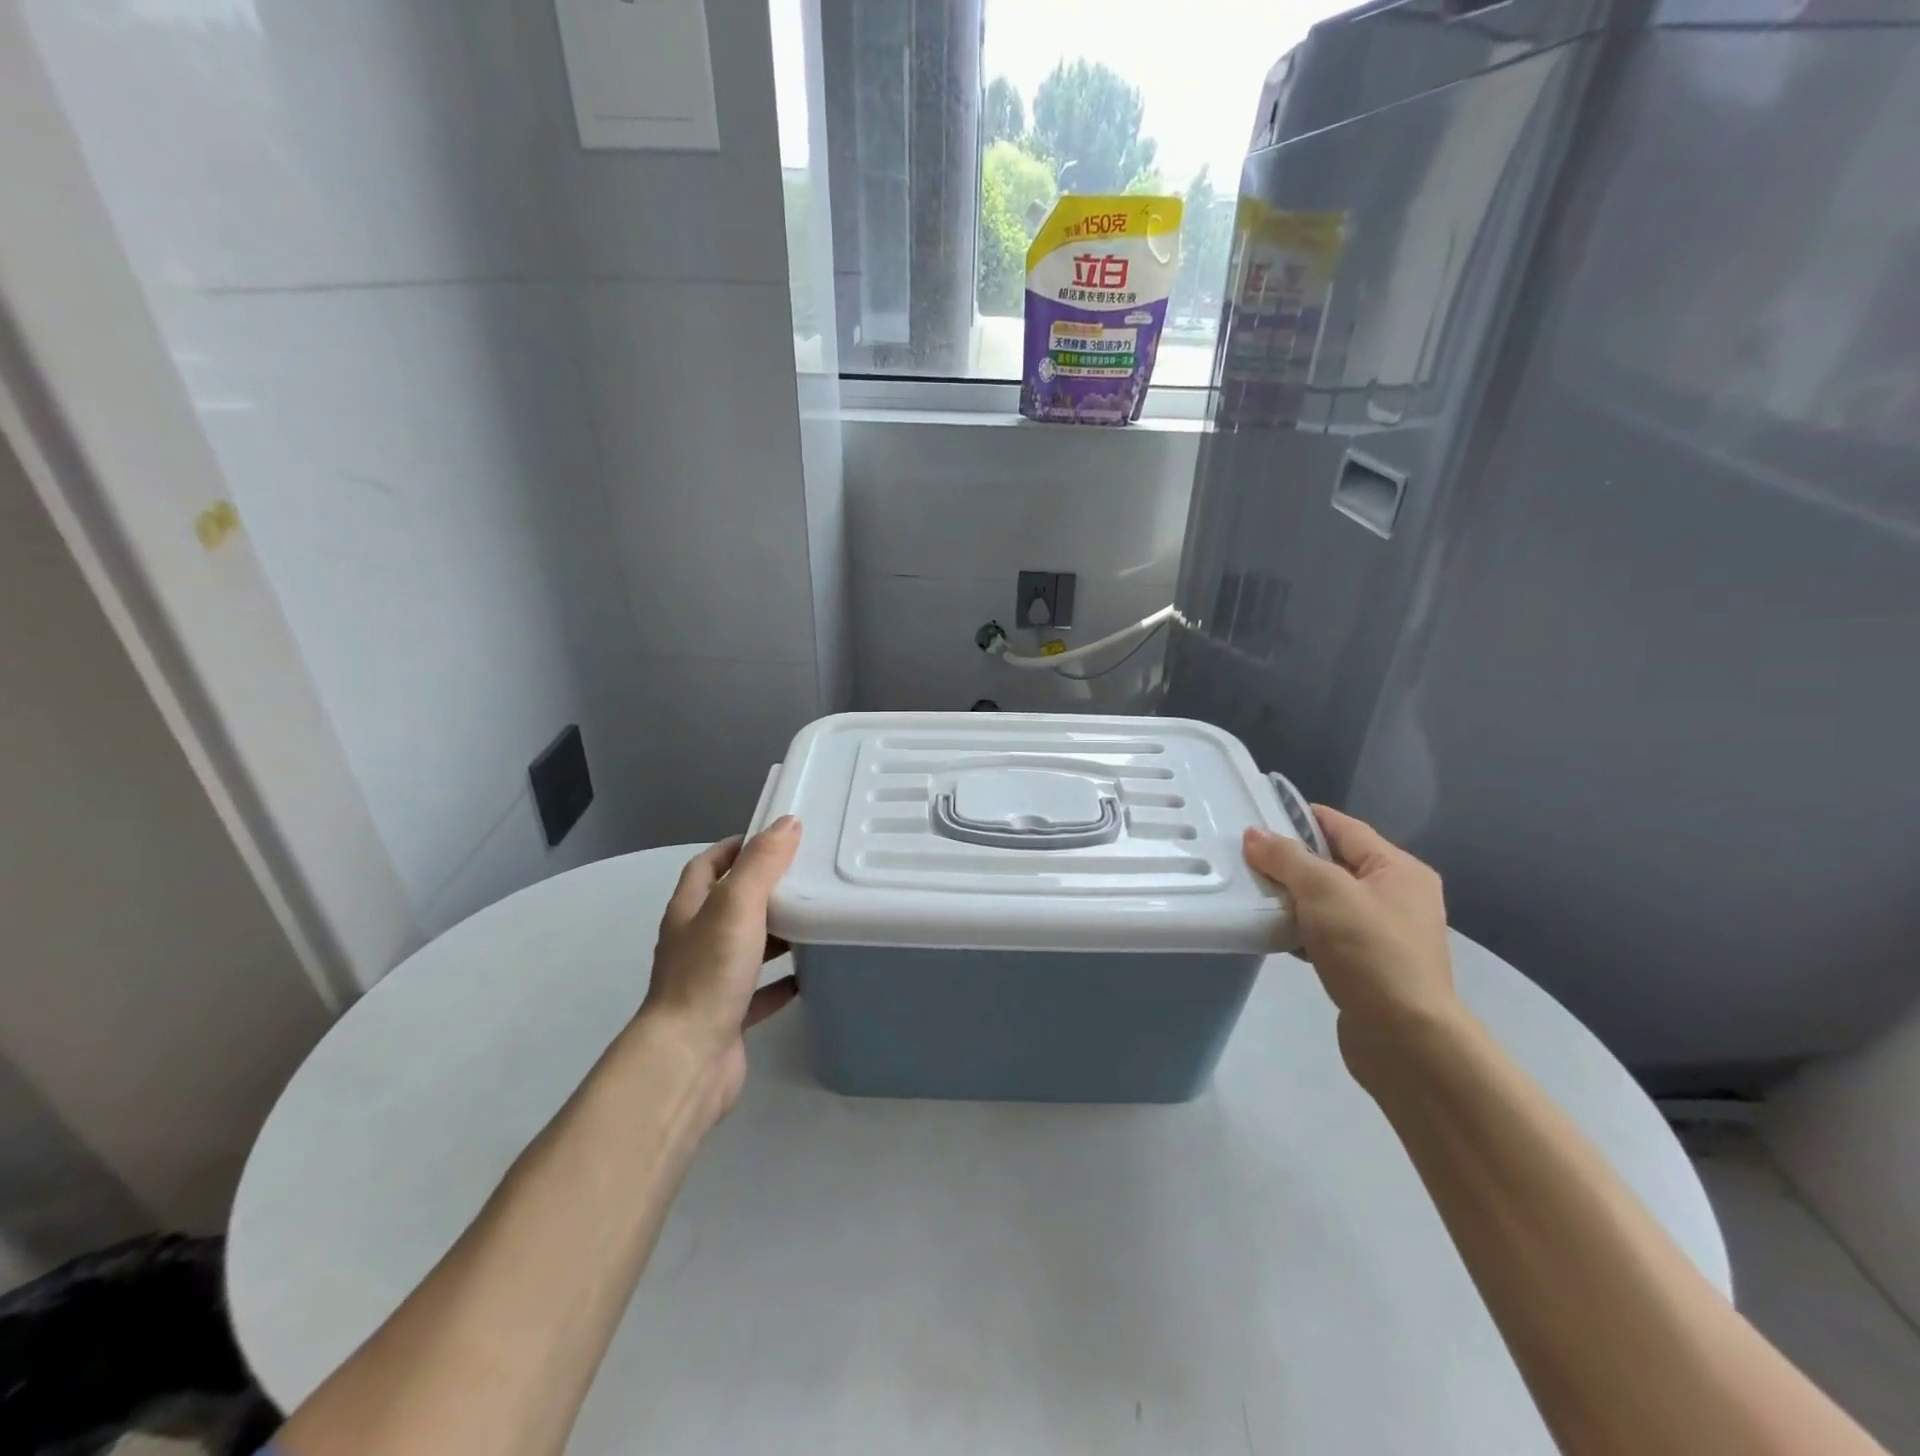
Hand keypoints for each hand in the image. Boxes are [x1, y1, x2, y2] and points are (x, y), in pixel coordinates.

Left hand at [638, 816, 802, 1115]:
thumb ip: (761, 863)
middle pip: (728, 905)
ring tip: (814, 920)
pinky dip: (781, 981)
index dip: (735, 847)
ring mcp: (709, 981)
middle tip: (806, 877)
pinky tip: (809, 976)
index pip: (707, 865)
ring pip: (745, 946)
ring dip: (774, 933)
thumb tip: (787, 823)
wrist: (688, 1060)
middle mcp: (694, 942)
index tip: (773, 838)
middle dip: (762, 888)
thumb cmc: (709, 973)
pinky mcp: (726, 1015)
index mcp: (689, 911)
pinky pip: (758, 990)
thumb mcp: (737, 905)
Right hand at [1244, 807, 1457, 1068]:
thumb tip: (1254, 834)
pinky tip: (1271, 931)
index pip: (1342, 826)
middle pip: (1333, 863)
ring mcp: (1384, 932)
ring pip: (1327, 900)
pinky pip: (1326, 932)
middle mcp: (1396, 895)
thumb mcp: (1324, 892)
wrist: (1406, 1039)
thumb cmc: (1370, 951)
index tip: (1257, 816)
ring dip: (1291, 896)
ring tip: (1250, 892)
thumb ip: (1287, 858)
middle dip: (1290, 860)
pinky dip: (1299, 928)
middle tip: (1245, 857)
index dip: (1300, 817)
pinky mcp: (1367, 964)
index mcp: (1398, 869)